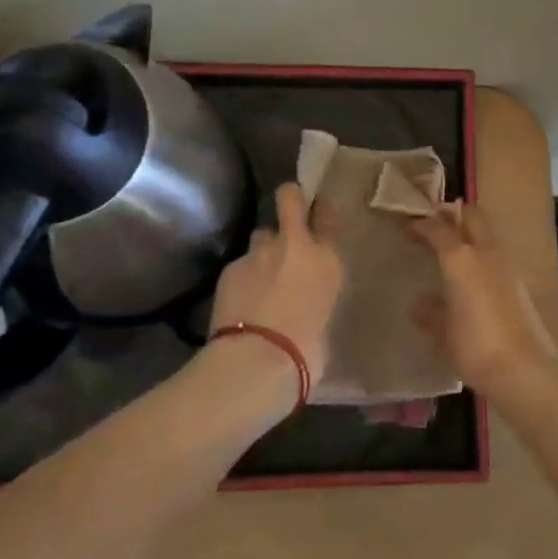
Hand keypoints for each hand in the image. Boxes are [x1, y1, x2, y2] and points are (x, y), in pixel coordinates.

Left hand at [208, 182, 342, 385]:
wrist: (259, 360)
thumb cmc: (306, 351)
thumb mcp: (325, 316)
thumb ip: (315, 292)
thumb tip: (304, 293)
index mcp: (327, 260)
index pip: (326, 215)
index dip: (319, 211)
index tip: (316, 213)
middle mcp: (295, 245)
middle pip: (289, 198)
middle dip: (288, 200)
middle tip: (286, 218)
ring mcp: (259, 252)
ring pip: (261, 236)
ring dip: (263, 250)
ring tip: (260, 277)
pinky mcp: (230, 266)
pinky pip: (241, 264)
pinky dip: (242, 278)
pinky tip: (240, 300)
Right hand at [408, 203, 557, 398]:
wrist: (525, 370)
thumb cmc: (474, 347)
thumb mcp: (442, 332)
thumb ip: (429, 312)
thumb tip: (419, 303)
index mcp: (461, 258)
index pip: (438, 228)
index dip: (421, 224)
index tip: (407, 228)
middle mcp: (486, 253)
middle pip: (472, 215)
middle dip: (452, 214)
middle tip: (434, 225)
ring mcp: (507, 266)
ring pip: (487, 233)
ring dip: (470, 232)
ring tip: (451, 249)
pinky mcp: (520, 283)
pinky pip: (496, 254)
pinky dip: (482, 253)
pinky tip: (471, 276)